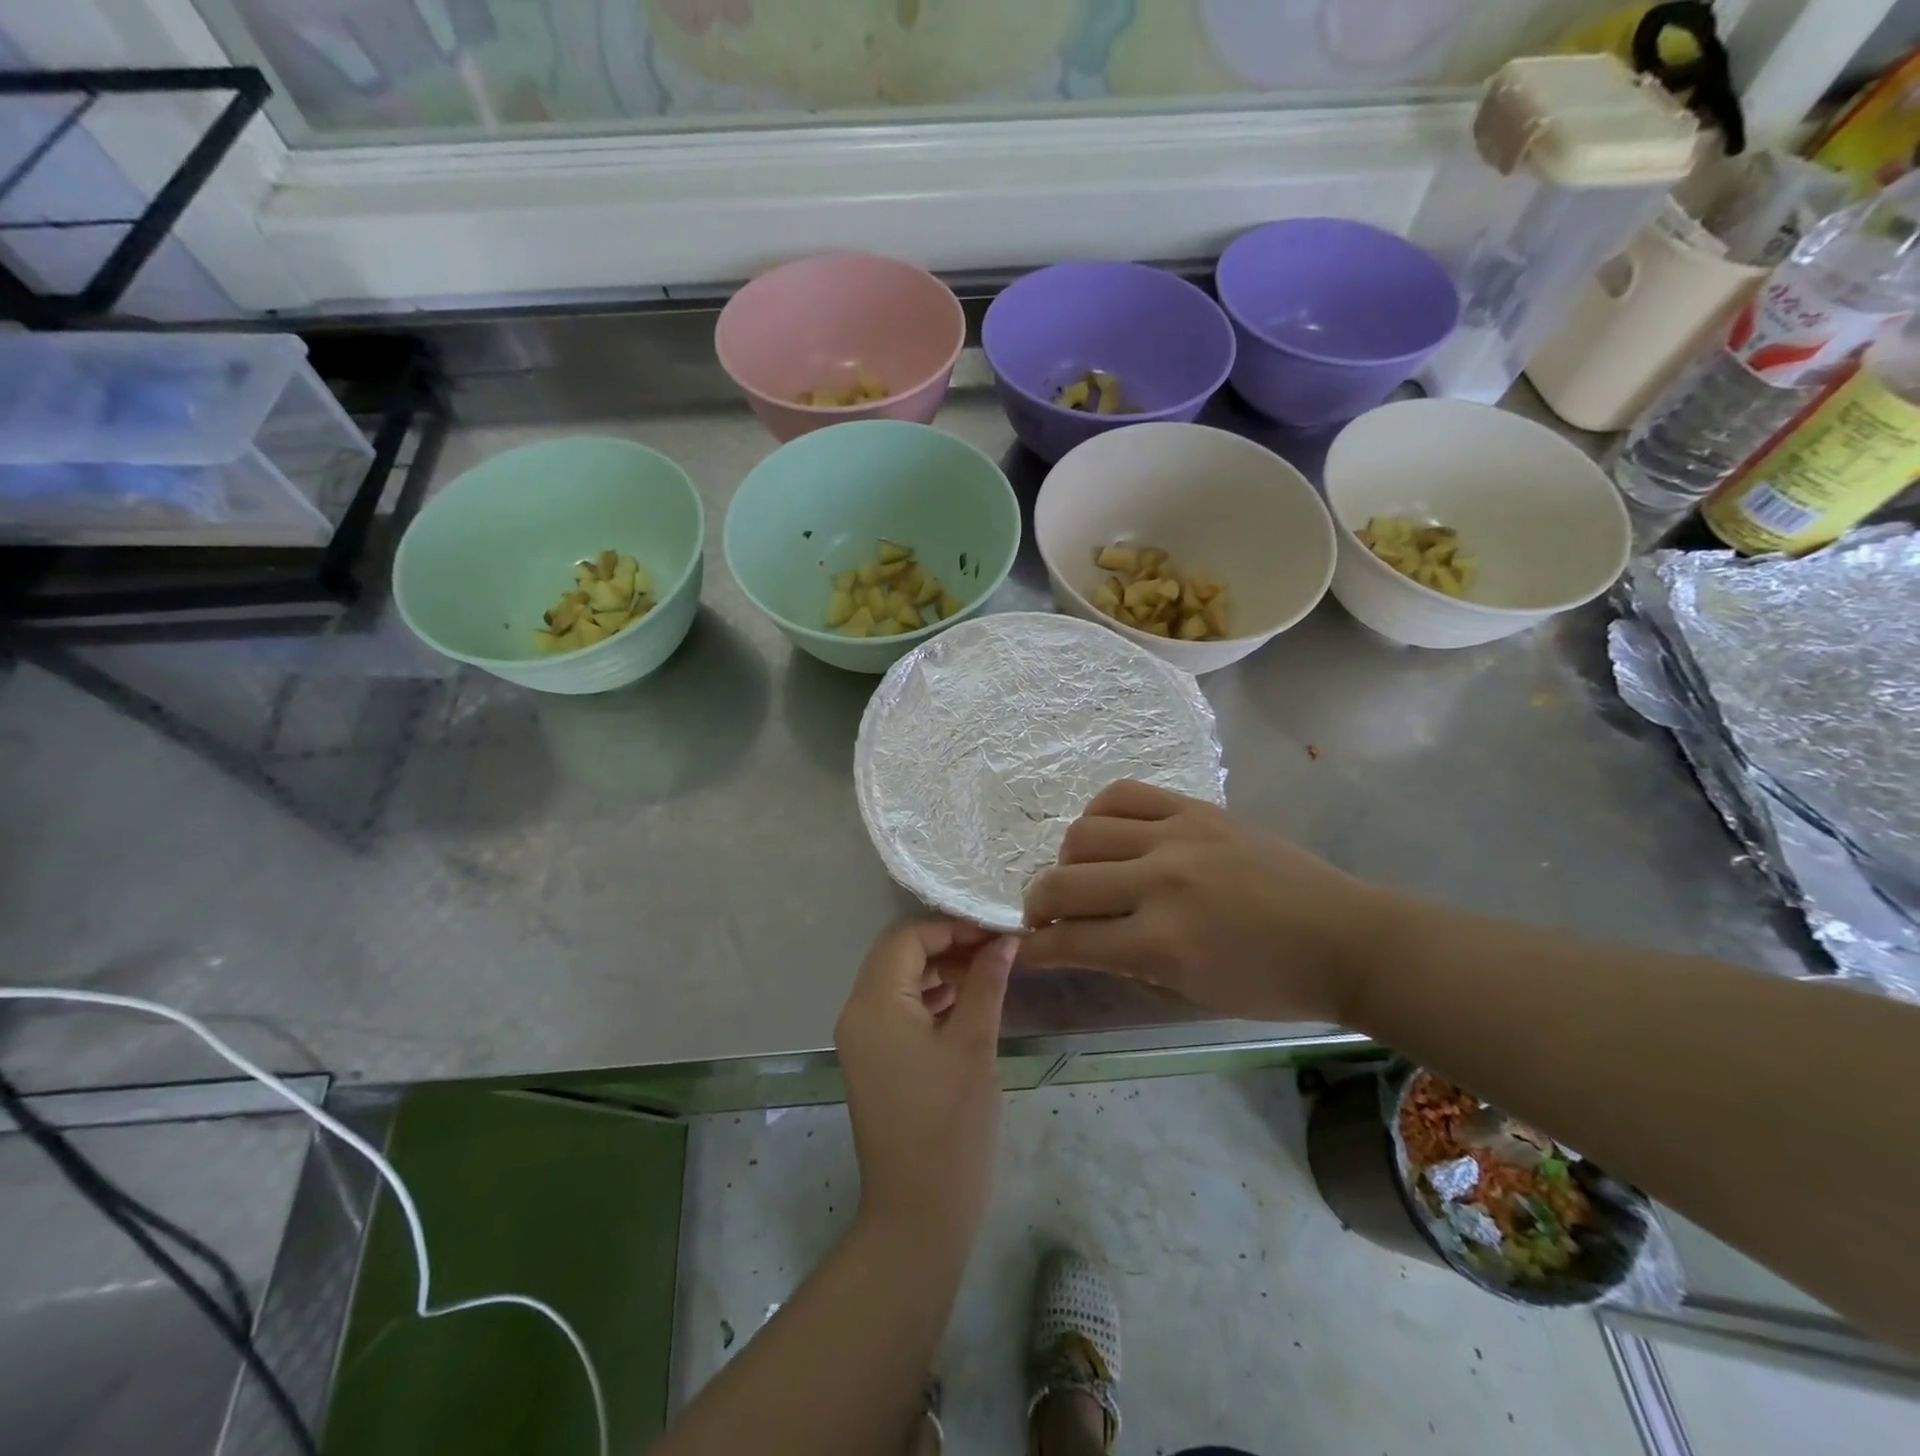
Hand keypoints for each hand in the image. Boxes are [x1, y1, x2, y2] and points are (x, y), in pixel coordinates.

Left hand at [836, 919, 1017, 1252]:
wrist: (917, 1216)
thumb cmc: (949, 1126)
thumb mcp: (974, 1045)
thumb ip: (986, 983)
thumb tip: (1004, 940)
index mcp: (873, 1003)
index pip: (906, 938)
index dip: (951, 927)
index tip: (995, 931)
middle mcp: (858, 1013)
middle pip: (899, 956)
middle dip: (948, 946)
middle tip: (998, 949)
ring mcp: (863, 1040)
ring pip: (900, 983)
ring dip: (942, 972)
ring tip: (991, 971)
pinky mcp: (876, 1061)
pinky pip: (901, 1012)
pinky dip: (933, 1000)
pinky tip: (971, 1002)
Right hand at [1022, 781, 1395, 1023]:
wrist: (1346, 937)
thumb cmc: (1273, 982)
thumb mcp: (1193, 992)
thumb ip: (1127, 964)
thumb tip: (1077, 940)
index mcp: (1162, 943)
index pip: (1069, 940)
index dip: (1034, 949)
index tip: (1024, 949)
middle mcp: (1160, 882)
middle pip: (1062, 882)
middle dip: (1036, 904)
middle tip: (1044, 915)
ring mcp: (1177, 836)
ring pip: (1083, 832)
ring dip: (1067, 860)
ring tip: (1083, 874)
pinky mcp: (1195, 807)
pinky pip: (1122, 794)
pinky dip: (1099, 814)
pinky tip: (1108, 834)